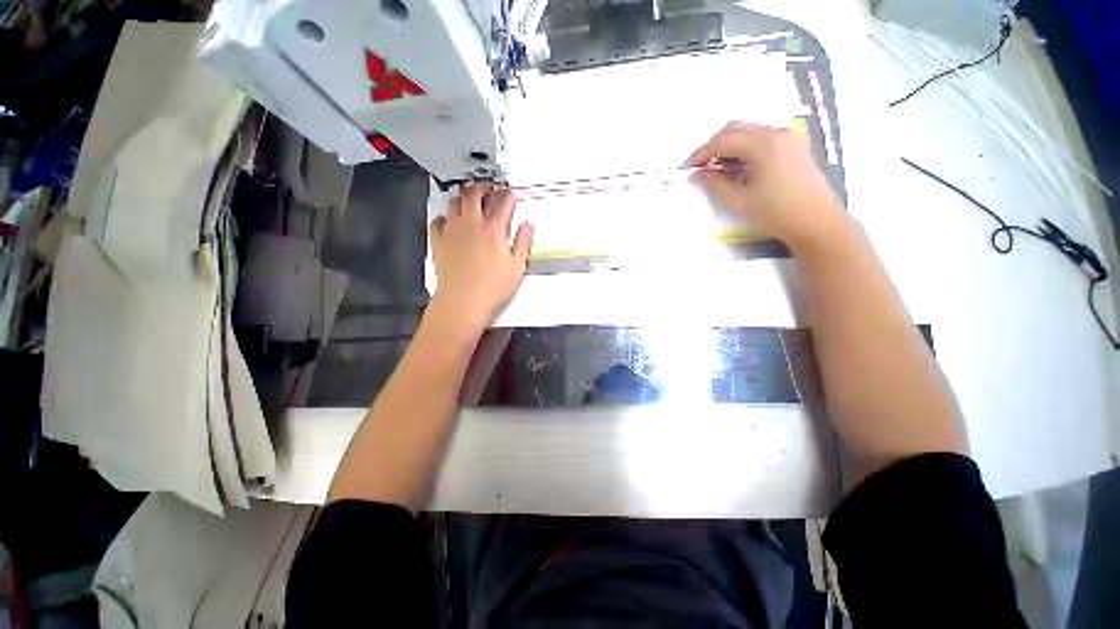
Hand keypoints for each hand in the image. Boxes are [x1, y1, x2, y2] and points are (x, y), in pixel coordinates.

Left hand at [429, 184, 533, 334]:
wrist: (463, 302)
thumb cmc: (493, 288)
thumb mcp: (517, 267)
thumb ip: (523, 242)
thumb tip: (528, 225)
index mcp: (494, 231)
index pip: (503, 204)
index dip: (508, 196)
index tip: (510, 194)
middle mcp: (472, 225)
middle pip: (474, 195)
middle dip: (482, 188)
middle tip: (487, 190)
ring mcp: (452, 232)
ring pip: (454, 203)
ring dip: (463, 197)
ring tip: (468, 200)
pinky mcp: (438, 242)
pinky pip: (438, 221)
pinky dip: (444, 217)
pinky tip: (449, 221)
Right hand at [686, 122, 847, 253]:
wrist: (816, 222)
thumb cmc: (775, 213)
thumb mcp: (738, 201)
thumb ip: (714, 184)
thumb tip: (698, 174)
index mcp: (763, 144)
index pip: (723, 140)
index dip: (702, 153)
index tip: (688, 168)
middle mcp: (777, 133)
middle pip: (736, 128)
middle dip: (714, 146)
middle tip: (701, 167)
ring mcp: (789, 137)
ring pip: (749, 132)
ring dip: (729, 147)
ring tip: (717, 170)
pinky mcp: (794, 145)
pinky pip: (762, 138)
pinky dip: (745, 149)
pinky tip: (739, 168)